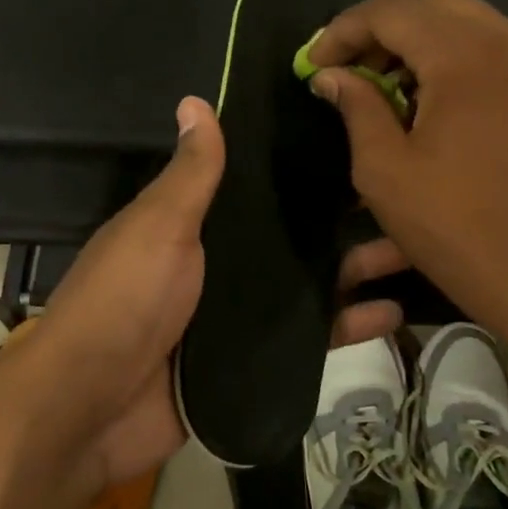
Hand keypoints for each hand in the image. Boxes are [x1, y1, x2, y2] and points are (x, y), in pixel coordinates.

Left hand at [10, 97, 416, 492]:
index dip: (301, 168)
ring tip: (415, 250)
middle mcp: (221, 265)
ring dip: (356, 271)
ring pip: (308, 285)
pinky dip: (346, 327)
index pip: (258, 187)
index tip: (356, 140)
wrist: (92, 408)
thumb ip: (190, 174)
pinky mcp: (253, 362)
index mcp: (195, 225)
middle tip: (406, 199)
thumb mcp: (159, 227)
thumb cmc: (126, 300)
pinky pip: (308, 339)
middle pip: (292, 236)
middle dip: (344, 221)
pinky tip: (394, 314)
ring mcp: (239, 316)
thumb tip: (196, 100)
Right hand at [305, 0, 507, 344]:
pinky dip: (453, 57)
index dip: (343, 31)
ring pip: (464, 22)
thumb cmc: (453, 224)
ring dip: (418, 43)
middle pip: (430, 6)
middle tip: (350, 73)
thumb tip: (331, 74)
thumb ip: (356, 107)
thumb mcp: (384, 169)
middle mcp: (507, 41)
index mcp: (464, 55)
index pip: (390, 12)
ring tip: (386, 87)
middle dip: (382, 32)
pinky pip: (492, 47)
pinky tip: (431, 98)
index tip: (314, 63)